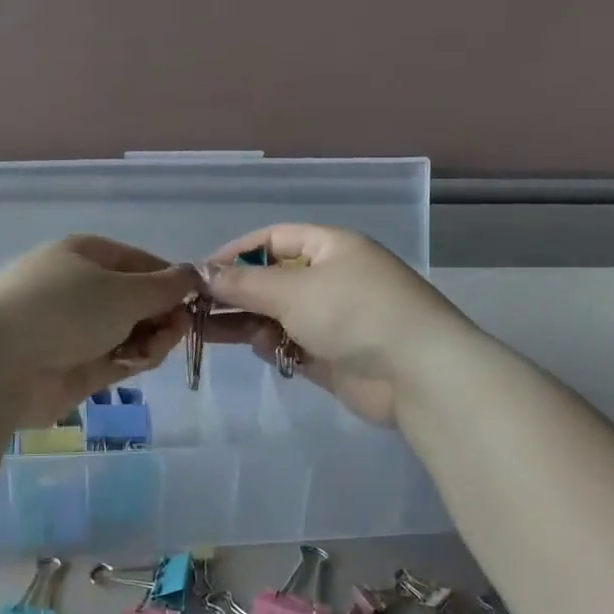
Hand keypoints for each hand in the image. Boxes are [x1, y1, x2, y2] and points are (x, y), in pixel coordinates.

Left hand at [0, 236, 199, 426]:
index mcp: (85, 255)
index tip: (197, 301)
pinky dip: (130, 360)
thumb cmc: (63, 310)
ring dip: (150, 340)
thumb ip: (164, 287)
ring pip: (129, 333)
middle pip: (136, 301)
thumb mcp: (123, 291)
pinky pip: (114, 360)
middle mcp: (79, 289)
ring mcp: (73, 331)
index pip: (140, 263)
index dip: (170, 281)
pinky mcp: (71, 368)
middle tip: (177, 331)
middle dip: (162, 315)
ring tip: (152, 350)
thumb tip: (192, 275)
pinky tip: (136, 363)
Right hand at [199, 225, 462, 426]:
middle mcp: (333, 279)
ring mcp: (335, 319)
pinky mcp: (334, 356)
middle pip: (273, 280)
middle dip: (236, 293)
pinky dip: (275, 346)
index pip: (274, 239)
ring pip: (279, 315)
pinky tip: (265, 350)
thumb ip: (244, 283)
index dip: (237, 252)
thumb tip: (203, 273)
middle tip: (196, 308)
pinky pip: (292, 344)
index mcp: (331, 248)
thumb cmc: (354, 313)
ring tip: (213, 332)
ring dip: (251, 322)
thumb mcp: (292, 290)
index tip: (202, 272)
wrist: (417, 374)